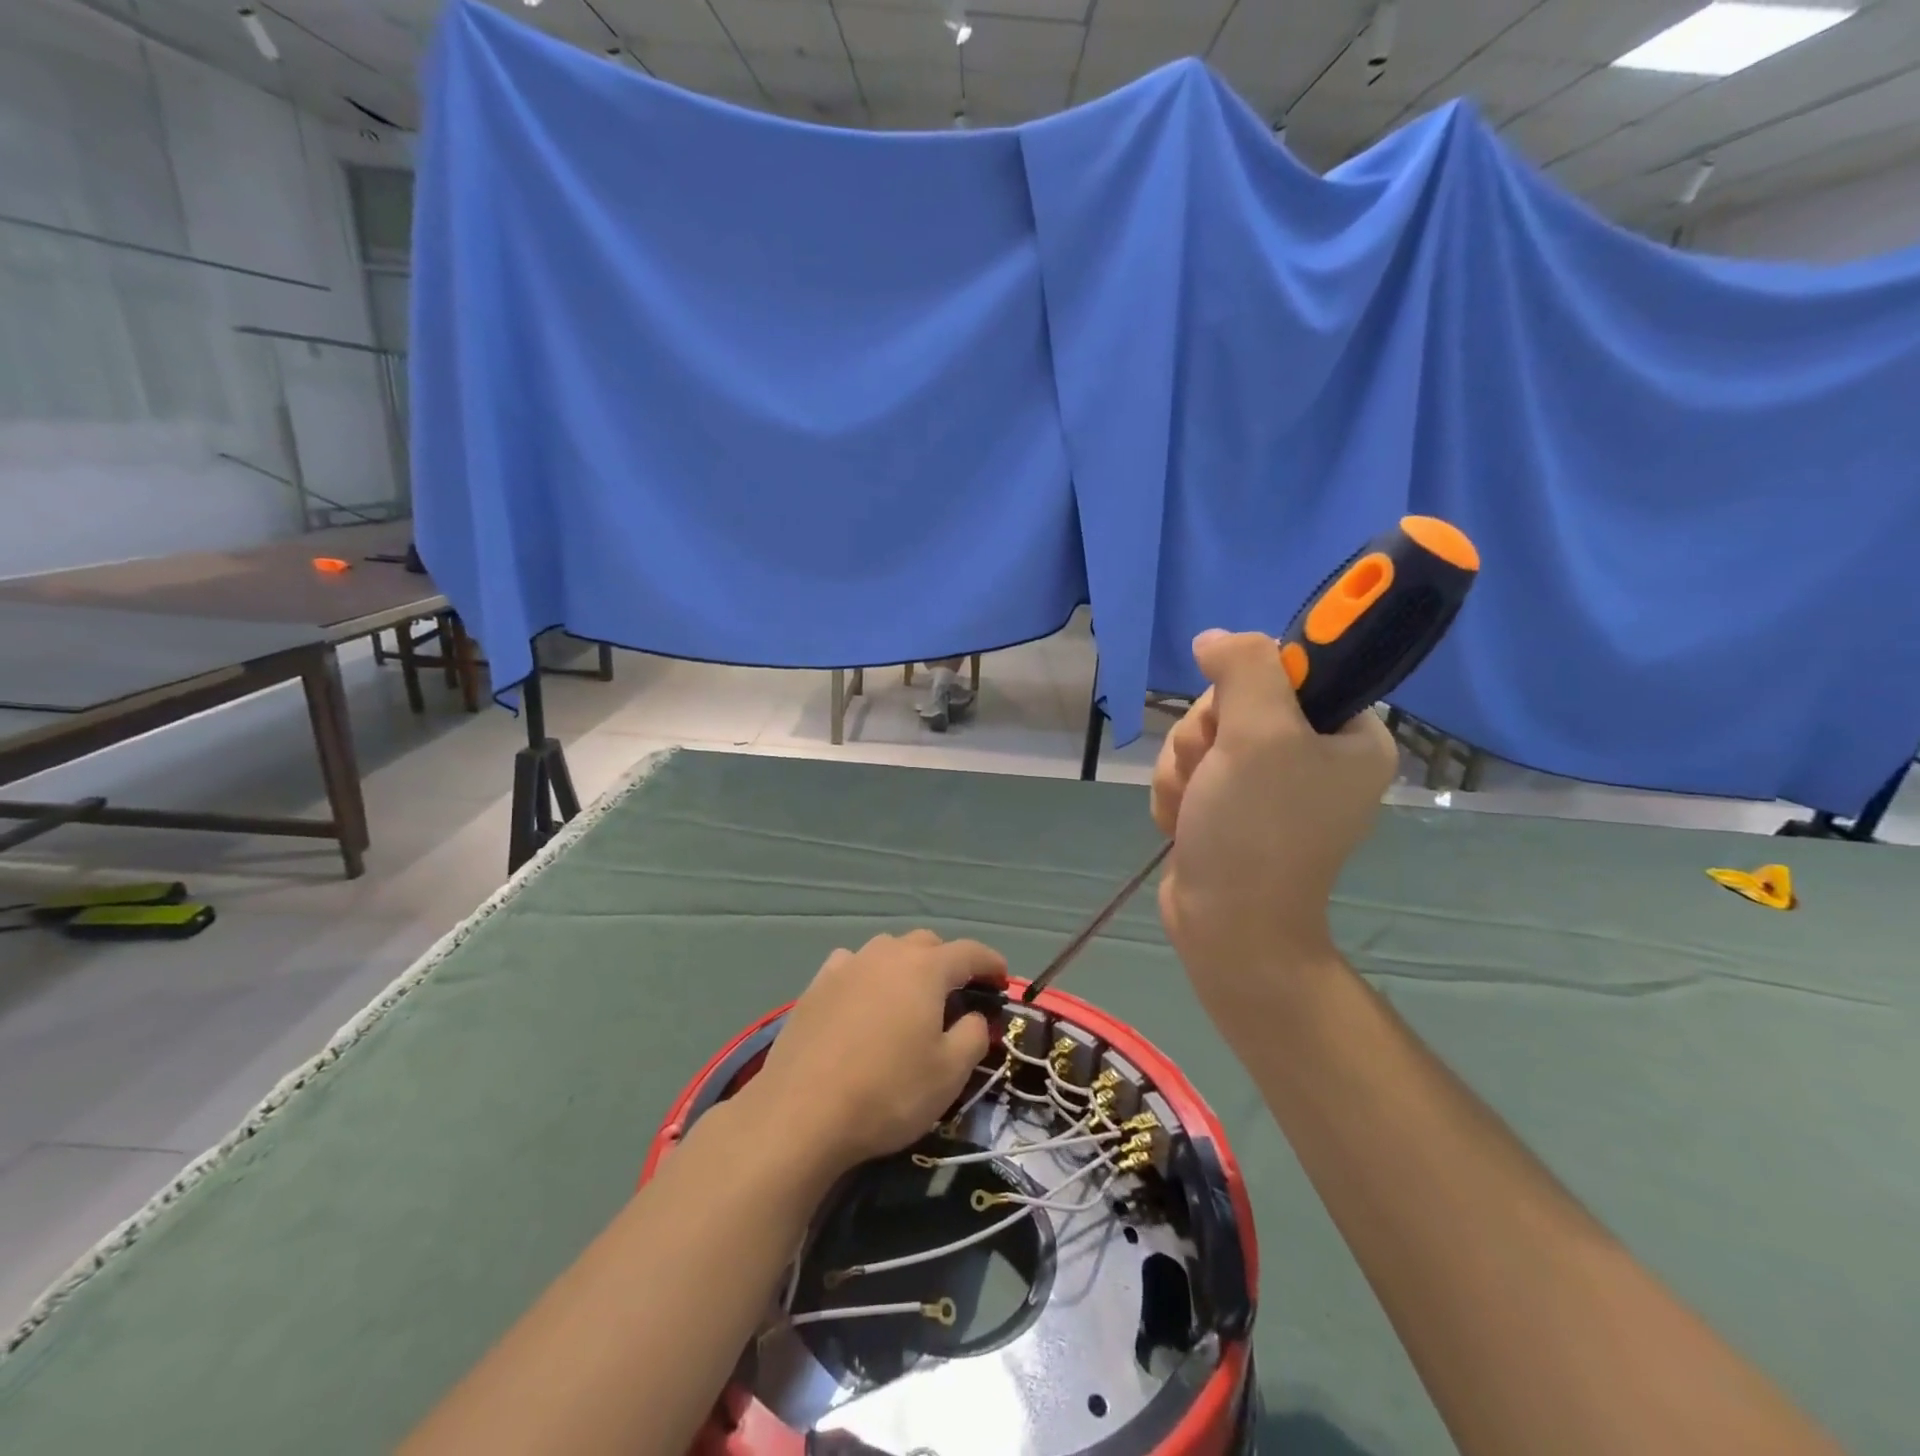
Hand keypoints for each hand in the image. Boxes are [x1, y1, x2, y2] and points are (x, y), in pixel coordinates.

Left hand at [744, 931, 1007, 1176]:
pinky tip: (864, 999)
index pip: (969, 952)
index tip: (1002, 981)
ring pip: (887, 950)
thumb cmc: (889, 1092)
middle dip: (948, 961)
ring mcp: (847, 965)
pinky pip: (852, 965)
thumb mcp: (949, 1073)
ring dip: (906, 965)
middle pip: (927, 943)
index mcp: (926, 968)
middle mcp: (887, 954)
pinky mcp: (816, 985)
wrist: (802, 1112)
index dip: (991, 963)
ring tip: (910, 996)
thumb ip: (972, 1035)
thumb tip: (974, 1016)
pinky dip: (868, 975)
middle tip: (958, 994)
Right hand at [1151, 630, 1396, 1025]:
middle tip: (1214, 771)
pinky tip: (1185, 821)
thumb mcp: (1259, 734)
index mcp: (1350, 734)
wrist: (1228, 926)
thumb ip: (1245, 668)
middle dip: (1207, 736)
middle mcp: (1314, 754)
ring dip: (1185, 768)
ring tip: (1196, 806)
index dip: (1251, 683)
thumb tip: (1215, 638)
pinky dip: (1177, 792)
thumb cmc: (1257, 830)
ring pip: (1202, 735)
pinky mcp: (1230, 804)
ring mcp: (1268, 782)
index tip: (1238, 717)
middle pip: (1235, 700)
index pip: (1293, 667)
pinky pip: (1190, 769)